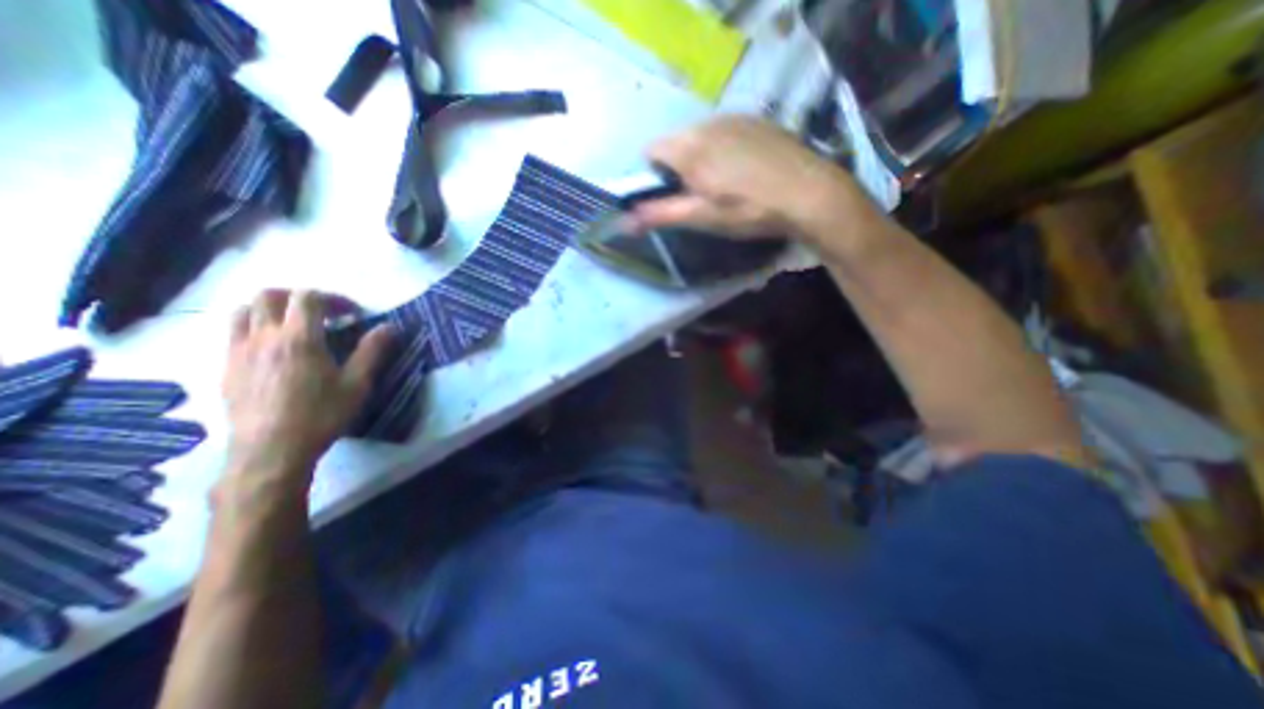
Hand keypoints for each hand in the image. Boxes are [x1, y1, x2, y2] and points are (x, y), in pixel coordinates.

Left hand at [220, 289, 391, 486]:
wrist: (271, 450)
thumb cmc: (321, 414)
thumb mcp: (357, 384)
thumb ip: (372, 351)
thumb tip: (390, 326)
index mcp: (298, 339)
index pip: (308, 298)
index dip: (333, 298)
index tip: (352, 313)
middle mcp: (263, 337)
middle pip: (269, 296)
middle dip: (298, 296)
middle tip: (322, 312)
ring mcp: (238, 352)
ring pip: (244, 311)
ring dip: (270, 308)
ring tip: (293, 325)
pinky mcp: (226, 368)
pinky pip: (233, 334)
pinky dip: (255, 328)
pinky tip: (274, 349)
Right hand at [630, 116, 881, 247]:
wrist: (809, 193)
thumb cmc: (748, 210)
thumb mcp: (701, 217)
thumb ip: (660, 214)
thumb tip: (624, 222)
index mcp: (688, 147)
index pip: (650, 151)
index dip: (653, 176)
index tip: (670, 196)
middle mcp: (707, 123)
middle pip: (675, 142)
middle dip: (677, 167)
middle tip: (698, 196)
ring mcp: (734, 118)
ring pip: (700, 136)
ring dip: (700, 158)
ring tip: (723, 185)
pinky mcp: (756, 120)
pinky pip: (724, 131)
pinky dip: (722, 149)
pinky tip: (743, 171)